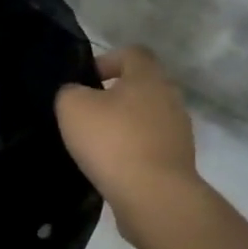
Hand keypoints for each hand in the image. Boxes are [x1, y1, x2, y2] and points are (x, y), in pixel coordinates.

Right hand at [55, 46, 202, 240]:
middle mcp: (170, 98)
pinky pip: (150, 146)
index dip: (107, 60)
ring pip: (146, 118)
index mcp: (148, 77)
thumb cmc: (112, 141)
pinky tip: (111, 166)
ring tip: (96, 144)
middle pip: (140, 87)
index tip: (85, 80)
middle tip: (86, 113)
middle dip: (114, 96)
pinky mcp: (178, 161)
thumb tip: (75, 94)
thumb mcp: (73, 108)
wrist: (153, 195)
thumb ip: (69, 92)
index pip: (132, 53)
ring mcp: (178, 131)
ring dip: (124, 126)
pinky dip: (132, 151)